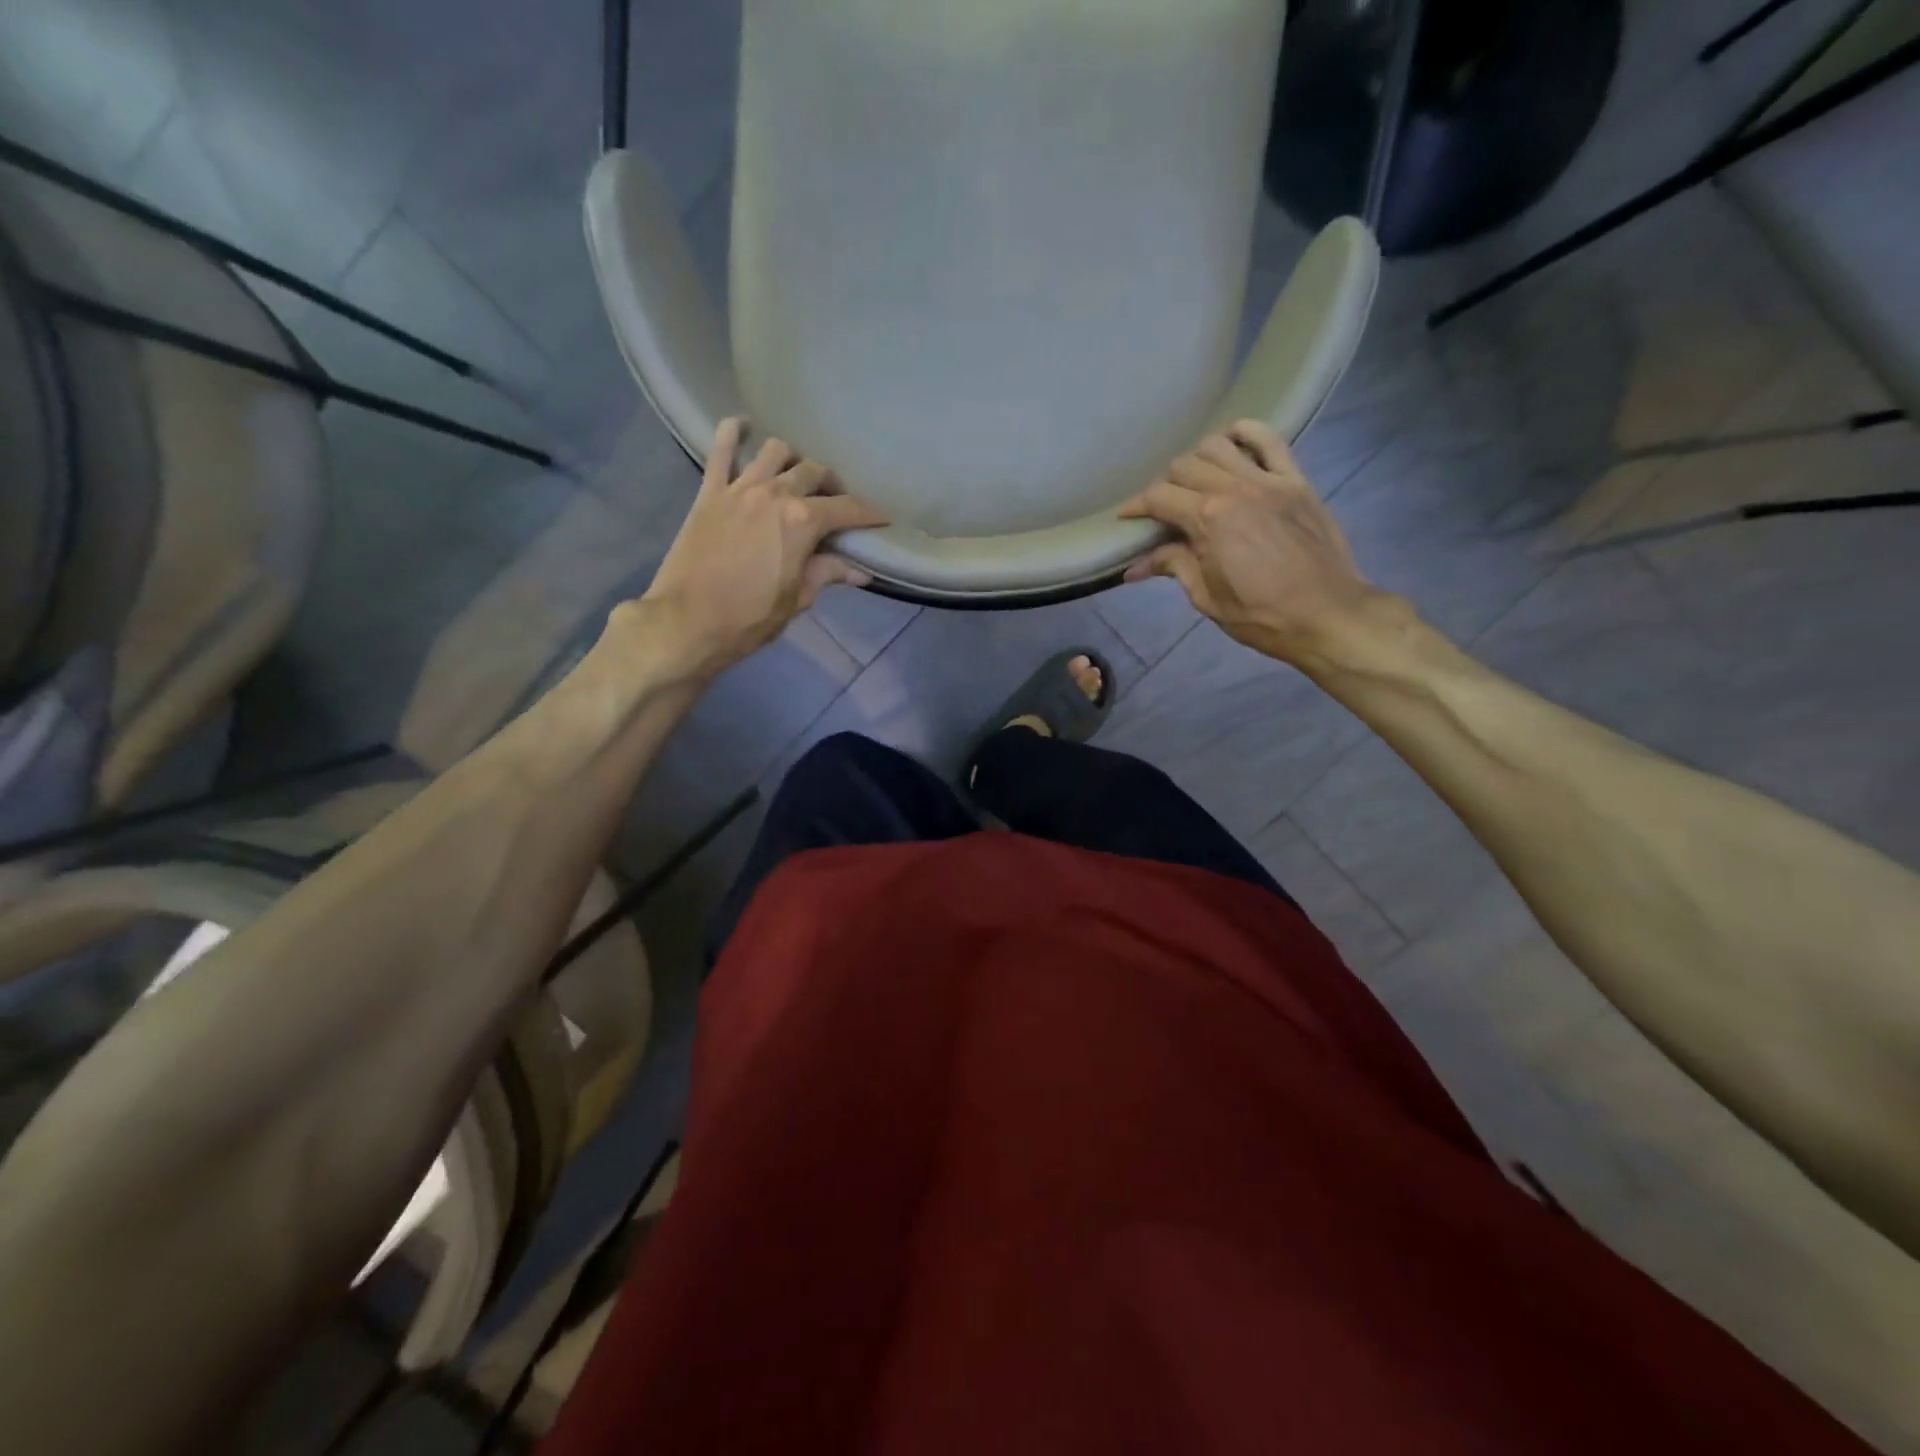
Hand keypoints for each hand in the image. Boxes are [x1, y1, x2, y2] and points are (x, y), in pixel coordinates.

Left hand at [636, 419, 889, 681]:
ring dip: (793, 460)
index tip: (884, 518)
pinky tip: (742, 427)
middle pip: (814, 473)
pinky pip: (721, 450)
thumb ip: (827, 574)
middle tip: (836, 504)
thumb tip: (860, 572)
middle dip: (833, 486)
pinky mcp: (709, 492)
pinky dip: (733, 433)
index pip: (848, 509)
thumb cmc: (749, 617)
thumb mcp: (797, 599)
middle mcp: (775, 493)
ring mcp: (739, 488)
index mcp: (802, 522)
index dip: (870, 513)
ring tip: (795, 477)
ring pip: (776, 452)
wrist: (687, 621)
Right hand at [1119, 420, 1404, 672]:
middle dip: (1165, 485)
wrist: (1326, 614)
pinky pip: (1270, 440)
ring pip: (1219, 445)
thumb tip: (1134, 567)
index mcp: (1208, 519)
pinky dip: (1247, 433)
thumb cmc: (1260, 615)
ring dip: (1199, 459)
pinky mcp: (1296, 481)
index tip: (1126, 517)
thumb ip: (1173, 567)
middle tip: (1163, 510)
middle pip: (1185, 466)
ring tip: (1196, 480)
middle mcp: (1234, 489)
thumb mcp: (1207, 597)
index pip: (1159, 498)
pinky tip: (1233, 441)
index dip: (1136, 506)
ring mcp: (1268, 480)